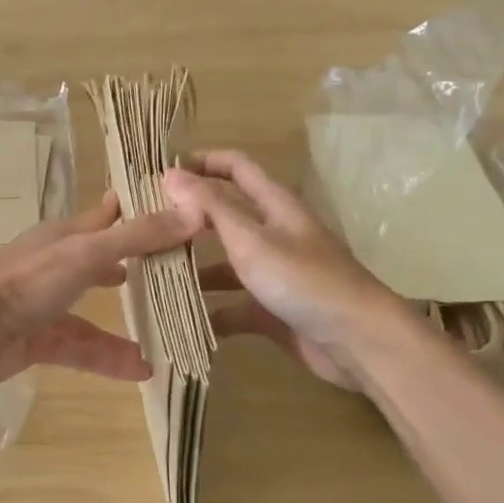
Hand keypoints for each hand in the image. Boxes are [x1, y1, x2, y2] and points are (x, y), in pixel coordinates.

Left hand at [0, 193, 193, 384]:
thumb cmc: (28, 281)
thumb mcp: (87, 253)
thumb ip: (138, 237)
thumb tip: (196, 213)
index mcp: (65, 236)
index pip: (109, 215)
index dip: (140, 211)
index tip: (180, 211)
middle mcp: (57, 266)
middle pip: (104, 263)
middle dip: (137, 268)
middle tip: (178, 276)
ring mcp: (47, 305)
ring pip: (94, 313)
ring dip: (127, 324)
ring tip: (167, 335)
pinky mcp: (40, 340)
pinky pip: (82, 349)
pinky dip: (108, 358)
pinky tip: (141, 370)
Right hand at [162, 151, 394, 391]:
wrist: (357, 340)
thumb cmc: (303, 280)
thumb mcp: (251, 239)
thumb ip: (211, 207)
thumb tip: (170, 174)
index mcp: (275, 205)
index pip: (236, 167)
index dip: (202, 162)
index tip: (161, 172)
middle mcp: (274, 233)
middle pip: (226, 215)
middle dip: (189, 218)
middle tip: (146, 227)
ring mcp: (275, 273)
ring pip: (227, 263)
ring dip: (195, 268)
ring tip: (153, 275)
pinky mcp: (274, 310)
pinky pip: (235, 305)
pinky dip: (212, 311)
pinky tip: (182, 320)